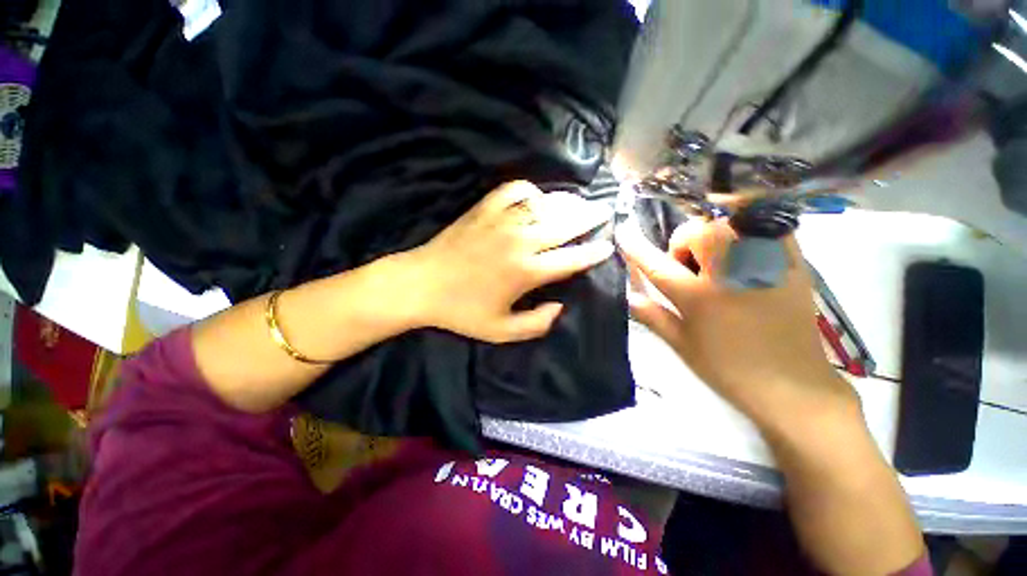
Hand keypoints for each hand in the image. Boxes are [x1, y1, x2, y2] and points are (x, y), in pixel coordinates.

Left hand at [403, 180, 613, 343]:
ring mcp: (501, 221)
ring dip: (567, 202)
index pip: (571, 259)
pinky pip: (514, 190)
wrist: (421, 285)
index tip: (607, 246)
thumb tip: (560, 306)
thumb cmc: (461, 311)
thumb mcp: (501, 331)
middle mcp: (520, 241)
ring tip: (579, 202)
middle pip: (565, 224)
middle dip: (590, 218)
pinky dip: (530, 190)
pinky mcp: (484, 209)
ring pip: (545, 204)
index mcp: (526, 272)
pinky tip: (535, 198)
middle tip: (604, 212)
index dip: (593, 252)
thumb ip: (536, 324)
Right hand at [615, 217, 857, 433]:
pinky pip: (768, 226)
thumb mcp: (682, 345)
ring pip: (732, 221)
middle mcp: (731, 274)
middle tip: (688, 264)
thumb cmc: (728, 370)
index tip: (622, 232)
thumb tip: (627, 296)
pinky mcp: (793, 265)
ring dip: (713, 231)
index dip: (635, 247)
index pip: (657, 265)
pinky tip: (743, 244)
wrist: (793, 387)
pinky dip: (749, 226)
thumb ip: (652, 316)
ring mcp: (765, 266)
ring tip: (716, 255)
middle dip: (683, 241)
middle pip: (697, 231)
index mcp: (699, 298)